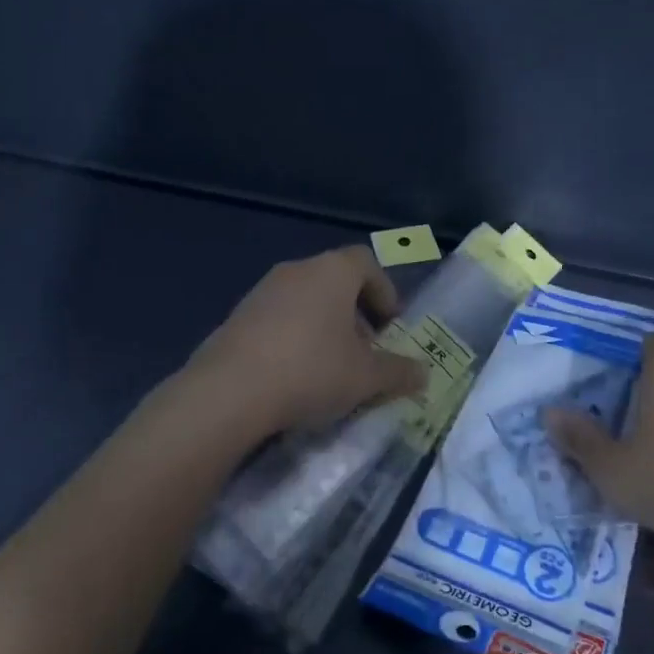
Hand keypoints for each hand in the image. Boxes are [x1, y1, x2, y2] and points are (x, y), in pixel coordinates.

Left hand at [185, 245, 428, 437]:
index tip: (392, 327)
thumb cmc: (311, 370)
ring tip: (332, 367)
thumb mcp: (366, 378)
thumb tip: (424, 374)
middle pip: (336, 280)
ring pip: (306, 299)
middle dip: (357, 314)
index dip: (385, 291)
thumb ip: (399, 372)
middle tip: (366, 351)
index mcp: (332, 271)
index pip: (367, 262)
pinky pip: (279, 317)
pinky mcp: (238, 316)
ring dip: (325, 326)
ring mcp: (263, 291)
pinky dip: (295, 336)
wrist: (228, 391)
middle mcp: (297, 270)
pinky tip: (295, 374)